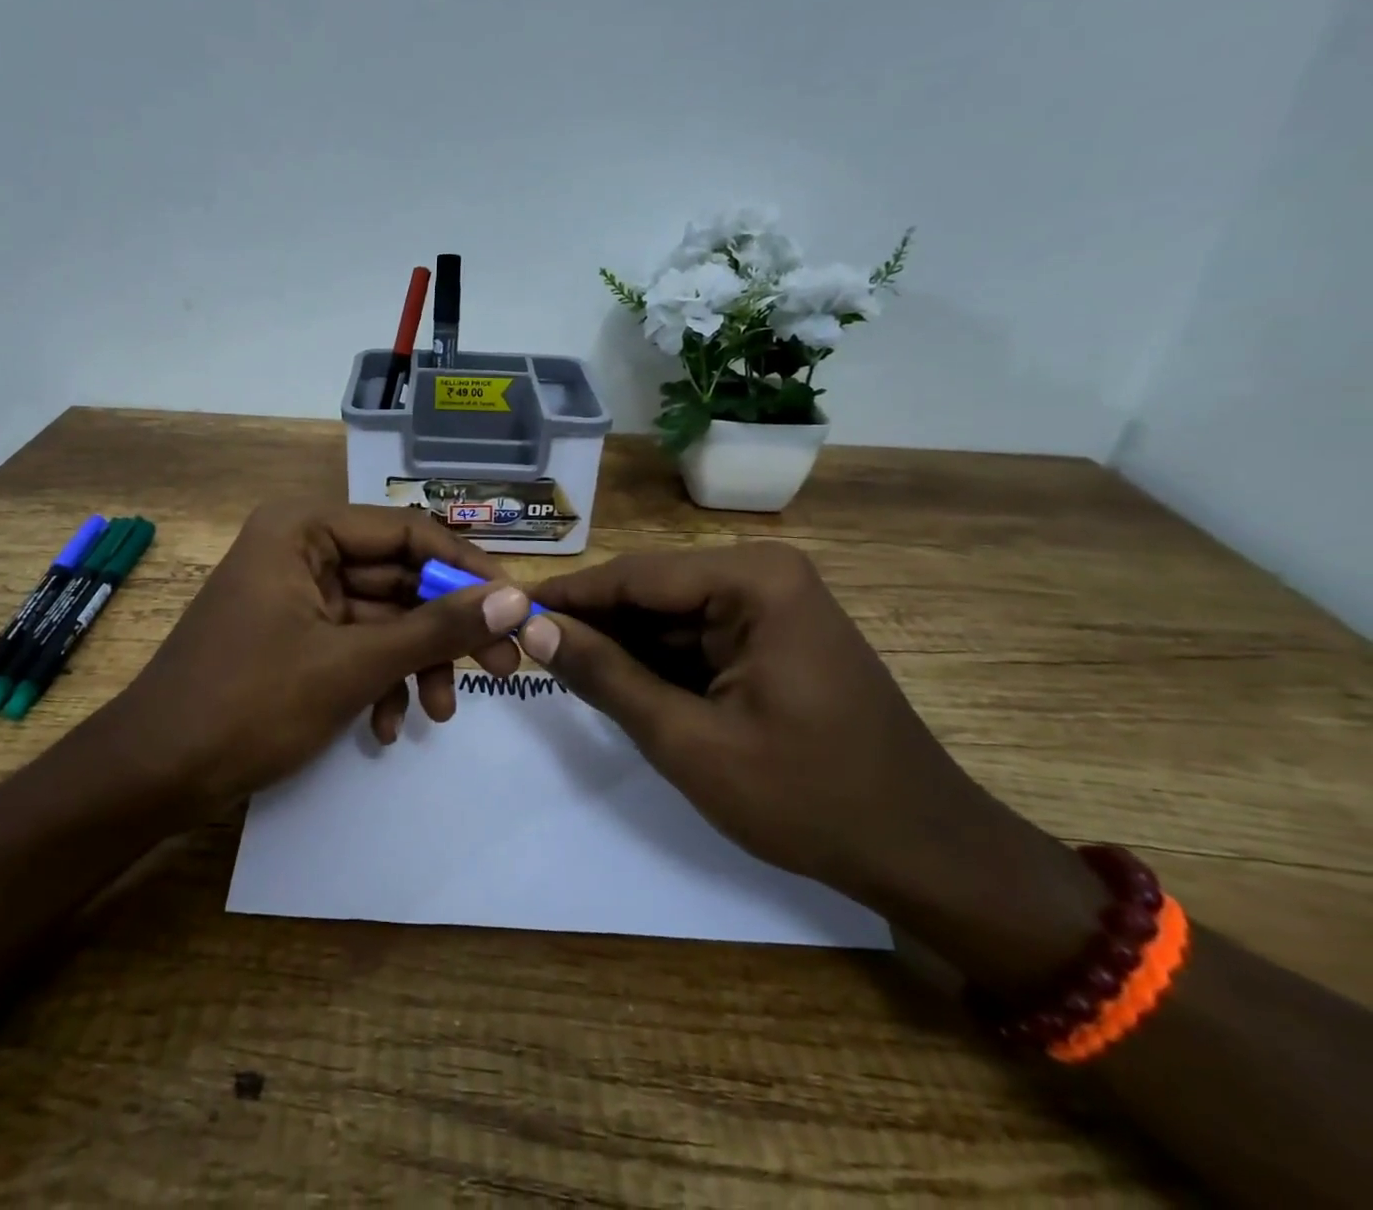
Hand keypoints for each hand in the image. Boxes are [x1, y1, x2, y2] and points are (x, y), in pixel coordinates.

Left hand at [110, 501, 532, 819]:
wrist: (153, 776)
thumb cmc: (249, 704)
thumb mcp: (354, 664)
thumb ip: (437, 628)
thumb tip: (516, 600)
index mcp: (304, 530)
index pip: (408, 532)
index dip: (465, 569)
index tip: (515, 608)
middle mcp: (300, 550)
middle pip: (397, 577)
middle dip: (444, 629)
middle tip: (500, 668)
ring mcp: (295, 595)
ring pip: (381, 618)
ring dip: (414, 664)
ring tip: (439, 714)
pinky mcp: (292, 636)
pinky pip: (353, 645)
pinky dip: (378, 681)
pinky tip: (385, 728)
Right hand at [522, 543, 1108, 989]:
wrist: (925, 854)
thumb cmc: (808, 798)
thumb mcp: (688, 741)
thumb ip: (606, 677)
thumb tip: (534, 629)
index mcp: (754, 581)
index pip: (634, 575)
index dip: (567, 595)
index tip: (505, 610)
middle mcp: (764, 575)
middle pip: (651, 591)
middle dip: (592, 623)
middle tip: (523, 649)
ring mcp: (773, 605)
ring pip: (668, 616)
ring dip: (620, 646)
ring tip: (558, 669)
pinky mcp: (774, 637)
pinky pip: (696, 638)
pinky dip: (655, 663)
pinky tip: (617, 685)